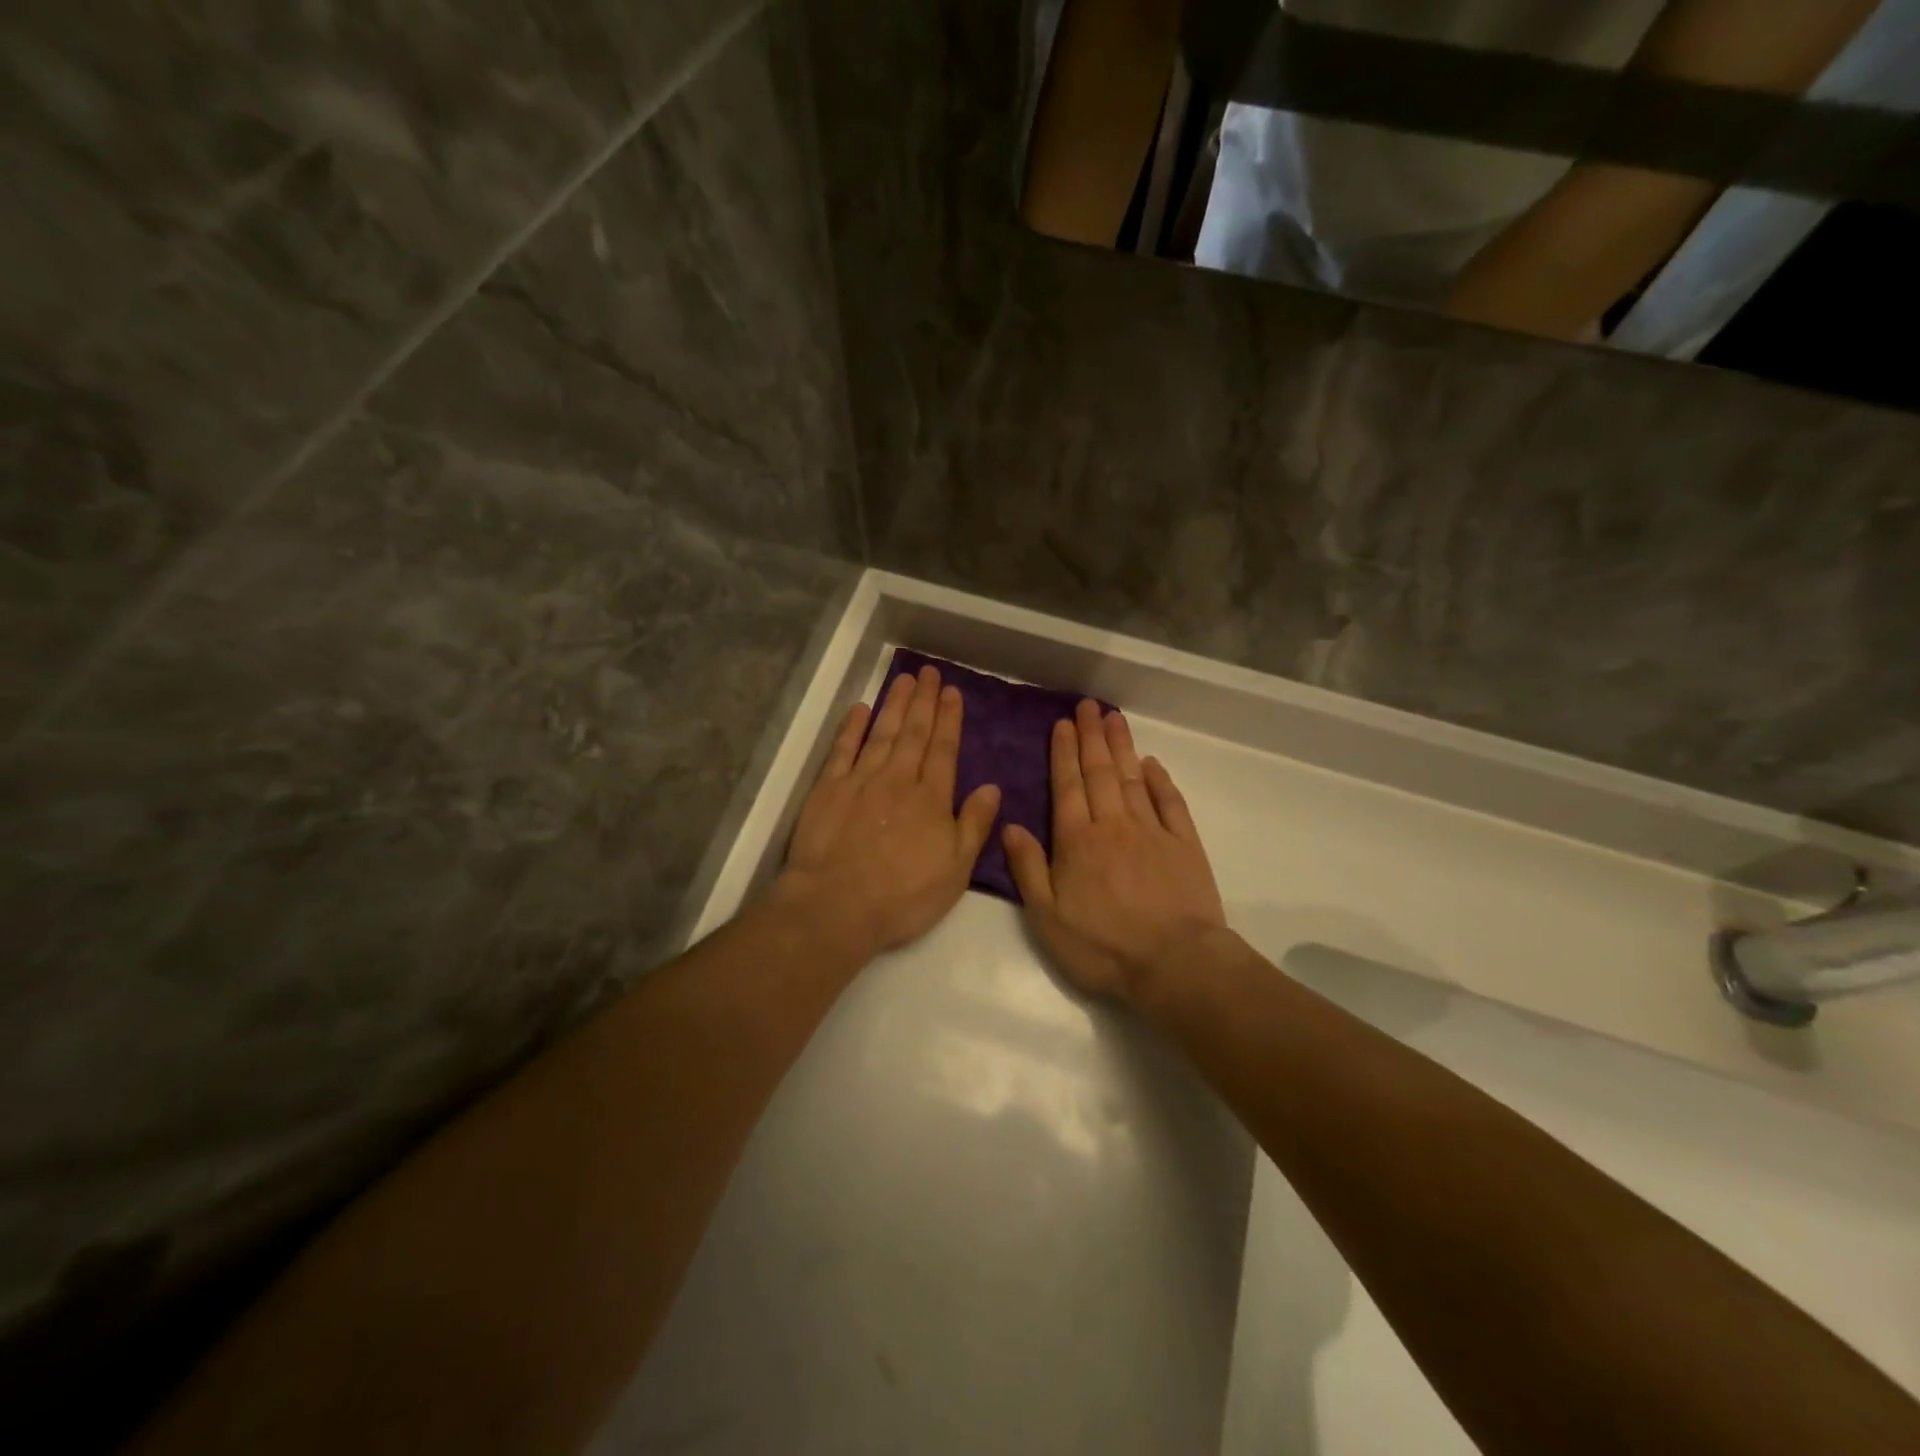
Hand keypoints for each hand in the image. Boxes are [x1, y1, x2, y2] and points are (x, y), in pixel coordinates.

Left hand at [773, 665, 1000, 962]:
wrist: (836, 905)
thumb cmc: (903, 895)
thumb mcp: (955, 870)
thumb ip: (974, 825)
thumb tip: (992, 787)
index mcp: (931, 798)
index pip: (944, 749)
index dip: (949, 719)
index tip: (952, 692)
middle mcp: (898, 779)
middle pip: (914, 733)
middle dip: (924, 701)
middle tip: (929, 672)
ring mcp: (860, 780)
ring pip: (882, 733)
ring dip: (894, 705)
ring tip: (904, 679)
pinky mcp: (828, 789)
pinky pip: (843, 750)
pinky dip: (852, 728)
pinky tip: (860, 709)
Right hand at [1003, 700, 1225, 1003]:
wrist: (1174, 964)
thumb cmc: (1103, 946)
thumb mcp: (1047, 917)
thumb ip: (1028, 868)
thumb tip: (1010, 825)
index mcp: (1077, 841)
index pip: (1067, 786)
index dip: (1063, 753)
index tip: (1062, 724)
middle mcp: (1113, 825)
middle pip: (1100, 772)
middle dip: (1092, 737)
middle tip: (1088, 706)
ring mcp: (1152, 831)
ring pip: (1132, 779)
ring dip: (1122, 747)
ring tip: (1114, 718)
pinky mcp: (1184, 844)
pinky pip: (1170, 802)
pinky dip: (1160, 780)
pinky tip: (1152, 763)